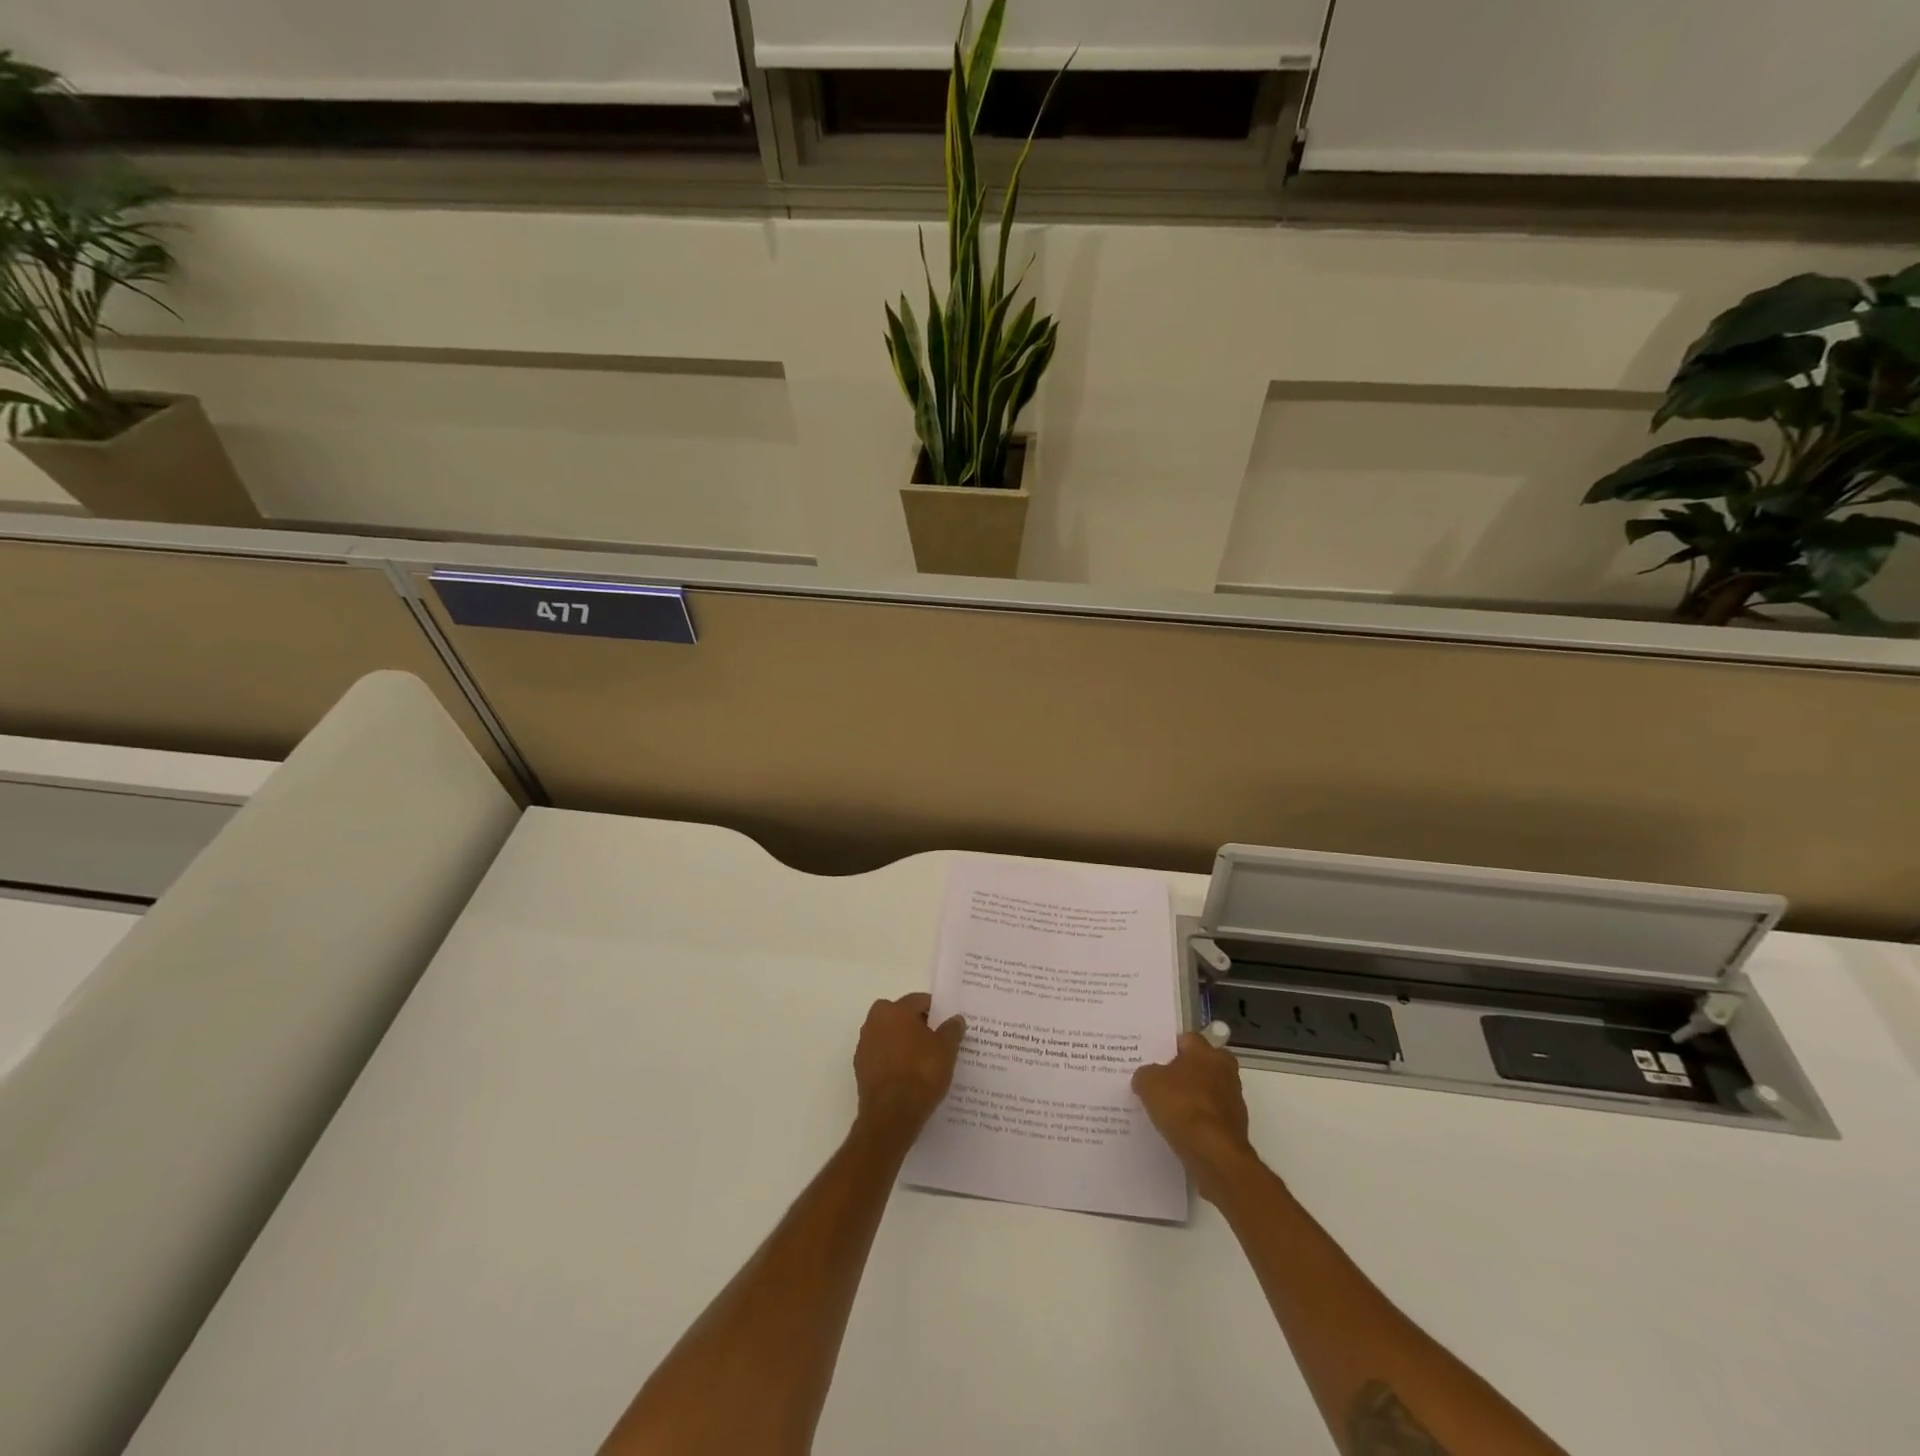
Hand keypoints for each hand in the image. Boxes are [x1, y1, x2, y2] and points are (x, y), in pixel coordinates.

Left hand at [854, 993, 965, 1139]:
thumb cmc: (921, 1073)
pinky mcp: (861, 1069)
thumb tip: (956, 1019)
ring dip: (903, 1043)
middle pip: (901, 1016)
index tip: (947, 1026)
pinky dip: (894, 1061)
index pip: (919, 1001)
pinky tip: (909, 1077)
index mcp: (895, 1010)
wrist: (891, 1115)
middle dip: (917, 1025)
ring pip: (890, 1036)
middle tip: (937, 1042)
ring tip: (924, 1062)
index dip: (936, 1011)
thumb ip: (952, 1030)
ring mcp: (864, 1045)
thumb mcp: (946, 1050)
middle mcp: (874, 1021)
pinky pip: (882, 1056)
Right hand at [1132, 1033, 1259, 1202]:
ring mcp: (1233, 1100)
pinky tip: (1181, 1129)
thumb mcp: (1148, 1083)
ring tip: (1168, 1109)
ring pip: (1207, 1091)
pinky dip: (1199, 1120)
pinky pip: (1211, 1116)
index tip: (1154, 1059)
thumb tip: (1146, 1077)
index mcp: (1207, 1052)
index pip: (1187, 1039)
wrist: (1214, 1153)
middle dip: (1184, 1072)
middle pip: (1201, 1064)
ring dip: (1193, 1097)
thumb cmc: (1181, 1106)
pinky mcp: (1236, 1127)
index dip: (1169, 1047)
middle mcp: (1225, 1070)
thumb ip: (1145, 1074)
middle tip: (1161, 1082)